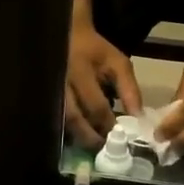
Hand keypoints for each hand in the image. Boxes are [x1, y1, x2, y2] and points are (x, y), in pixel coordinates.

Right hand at [63, 17, 143, 148]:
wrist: (68, 35)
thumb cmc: (96, 51)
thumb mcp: (118, 64)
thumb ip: (130, 90)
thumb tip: (137, 119)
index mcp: (80, 72)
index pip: (95, 106)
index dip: (108, 124)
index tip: (121, 137)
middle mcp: (61, 84)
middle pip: (73, 119)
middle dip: (90, 137)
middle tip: (104, 149)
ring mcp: (50, 92)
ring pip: (62, 123)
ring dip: (79, 137)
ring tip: (95, 146)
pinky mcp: (45, 98)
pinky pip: (56, 120)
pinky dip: (70, 132)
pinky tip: (81, 136)